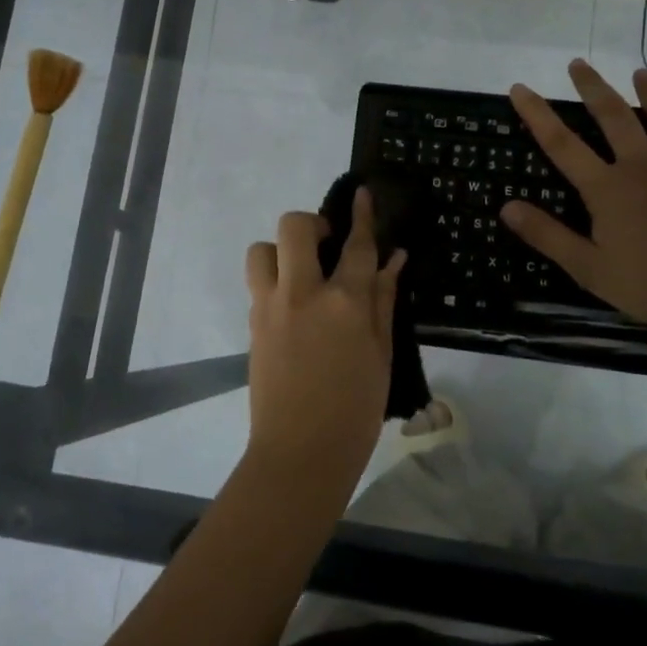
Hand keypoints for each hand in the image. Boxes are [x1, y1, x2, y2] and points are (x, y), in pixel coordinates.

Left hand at [243, 189, 405, 480]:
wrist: (300, 454)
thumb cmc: (355, 410)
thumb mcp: (381, 354)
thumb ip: (384, 301)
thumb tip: (394, 261)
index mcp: (345, 303)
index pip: (357, 245)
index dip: (362, 215)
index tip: (361, 192)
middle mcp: (303, 294)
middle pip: (295, 228)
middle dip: (311, 224)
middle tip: (326, 244)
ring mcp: (271, 308)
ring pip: (262, 250)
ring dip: (281, 250)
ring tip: (301, 273)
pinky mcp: (253, 325)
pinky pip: (258, 284)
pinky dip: (274, 281)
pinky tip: (294, 307)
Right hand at [500, 59, 646, 335]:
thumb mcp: (589, 268)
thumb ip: (547, 235)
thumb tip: (505, 207)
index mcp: (607, 188)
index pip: (562, 144)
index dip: (538, 114)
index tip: (520, 87)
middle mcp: (643, 164)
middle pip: (614, 116)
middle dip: (593, 88)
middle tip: (579, 63)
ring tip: (640, 72)